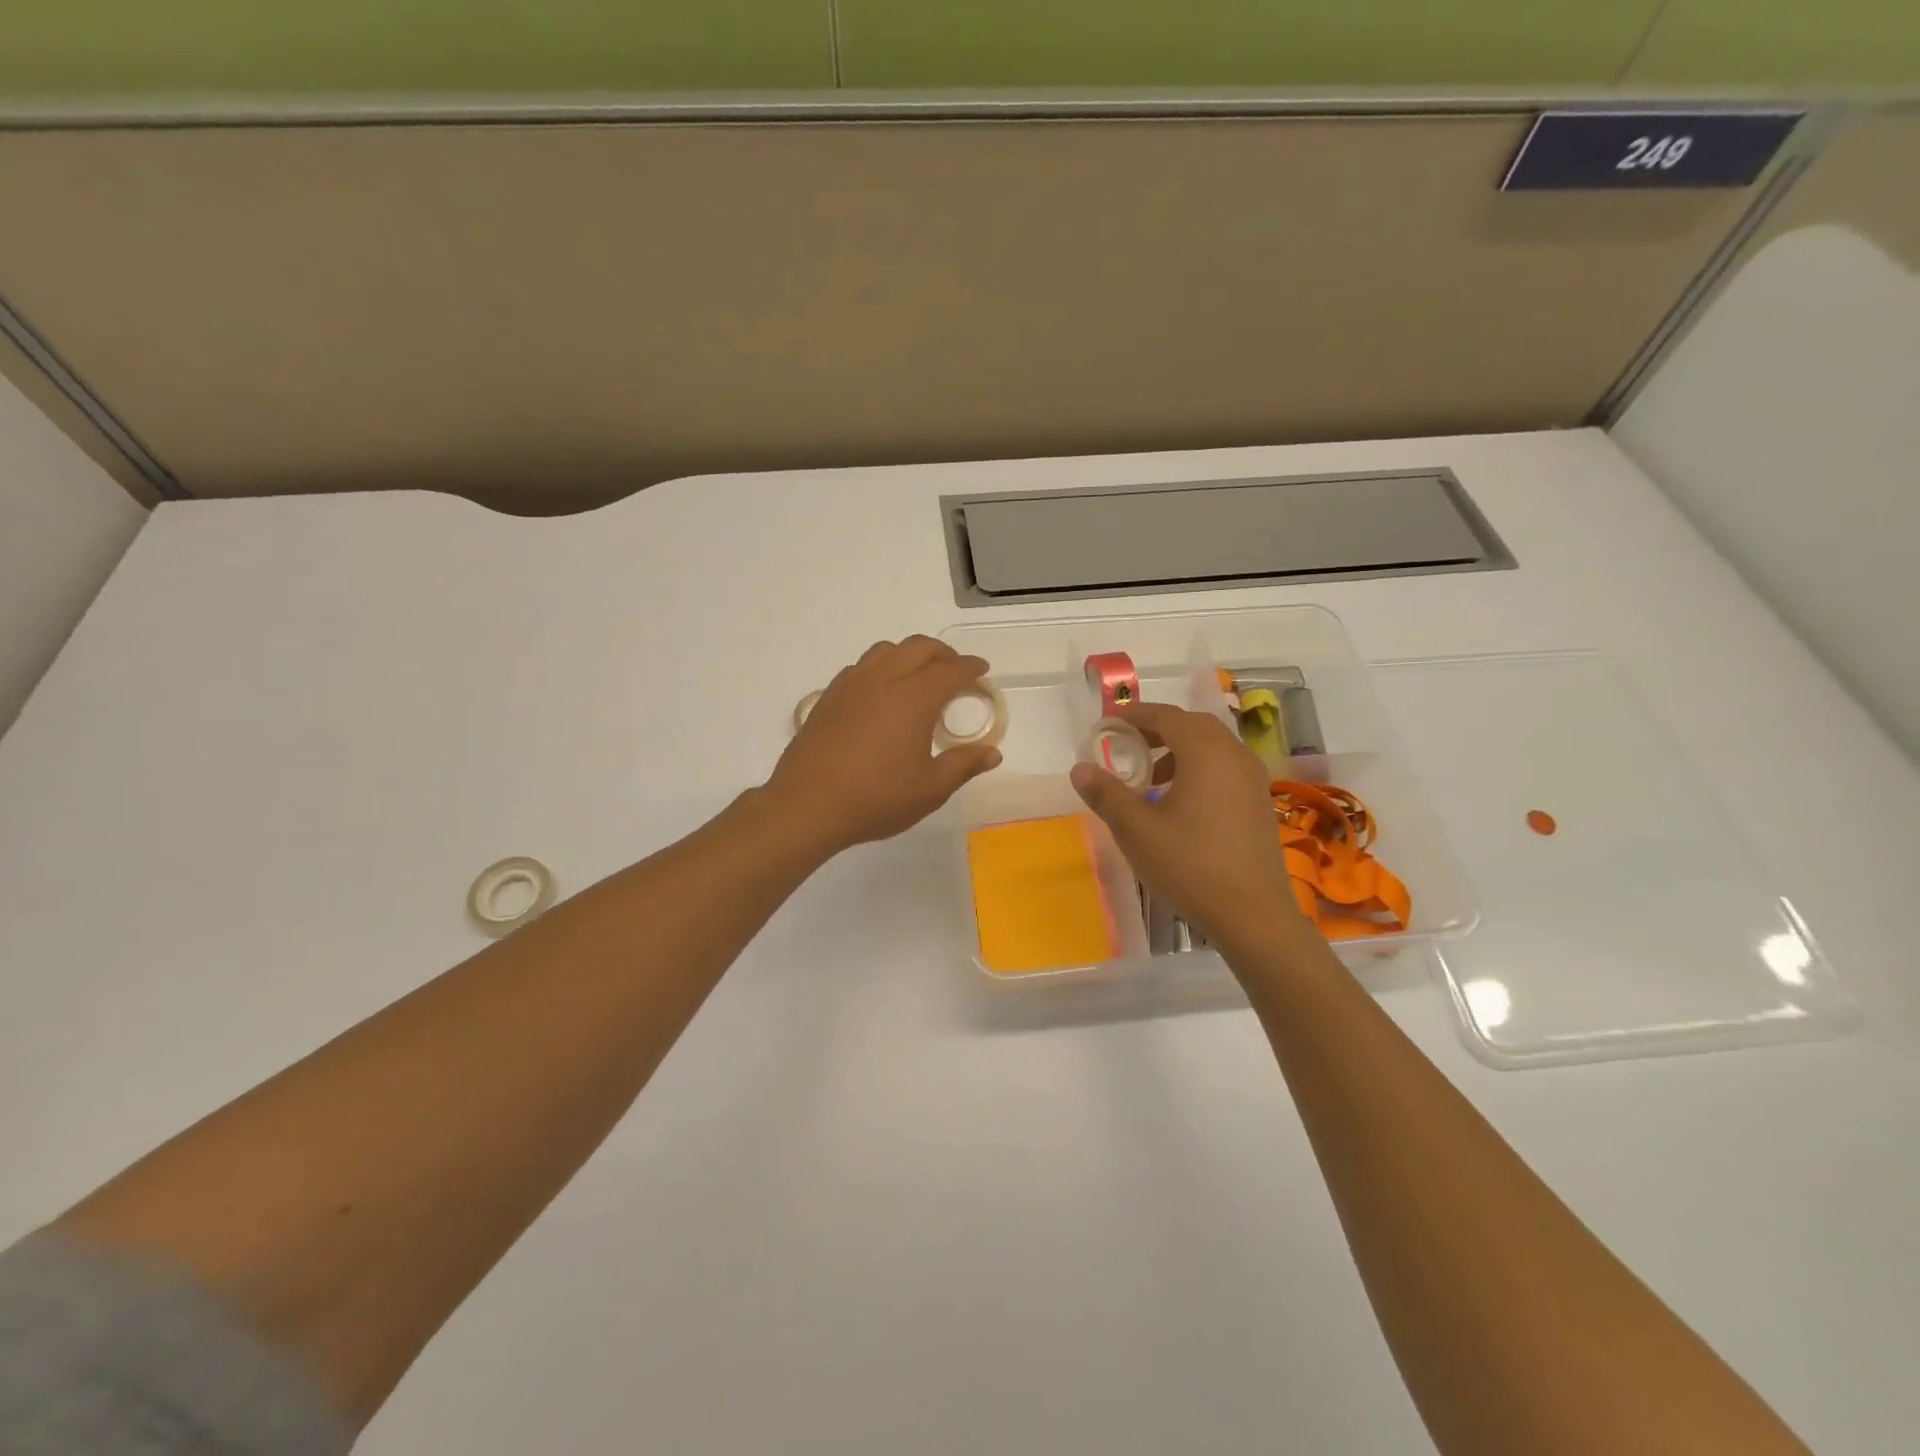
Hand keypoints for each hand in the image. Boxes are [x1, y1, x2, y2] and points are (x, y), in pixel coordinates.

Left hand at [766, 637, 1002, 855]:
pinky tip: (880, 693)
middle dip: (943, 653)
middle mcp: (883, 679)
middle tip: (955, 671)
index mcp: (914, 697)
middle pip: (918, 648)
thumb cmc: (876, 798)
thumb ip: (963, 765)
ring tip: (918, 677)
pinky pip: (861, 667)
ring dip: (909, 655)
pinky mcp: (828, 697)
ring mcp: (851, 685)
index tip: (982, 671)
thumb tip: (993, 753)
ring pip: (886, 651)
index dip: (970, 667)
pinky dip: (880, 668)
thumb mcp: (930, 789)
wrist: (807, 805)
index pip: (950, 670)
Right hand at [1069, 702, 1304, 948]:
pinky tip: (1180, 802)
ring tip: (1149, 777)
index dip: (1135, 715)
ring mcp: (1253, 779)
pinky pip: (1225, 768)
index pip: (1166, 716)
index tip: (1107, 723)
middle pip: (1192, 726)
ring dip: (1179, 750)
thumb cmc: (1190, 865)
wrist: (1252, 915)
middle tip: (1127, 745)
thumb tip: (1080, 768)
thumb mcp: (1136, 829)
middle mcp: (1234, 755)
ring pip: (1212, 747)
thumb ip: (1106, 794)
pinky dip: (1199, 769)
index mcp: (1205, 752)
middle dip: (1157, 729)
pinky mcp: (1260, 803)